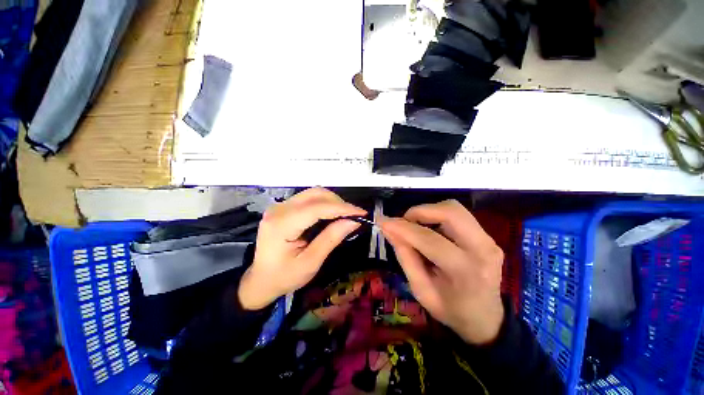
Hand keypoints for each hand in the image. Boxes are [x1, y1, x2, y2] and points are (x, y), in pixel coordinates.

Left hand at [239, 188, 365, 309]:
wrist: (261, 280)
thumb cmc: (284, 277)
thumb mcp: (310, 263)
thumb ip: (331, 239)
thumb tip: (353, 222)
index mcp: (281, 225)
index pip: (317, 208)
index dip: (342, 208)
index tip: (362, 213)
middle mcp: (279, 209)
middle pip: (315, 194)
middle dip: (339, 203)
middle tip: (354, 216)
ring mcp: (280, 206)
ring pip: (313, 193)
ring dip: (333, 201)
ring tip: (346, 215)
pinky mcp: (284, 207)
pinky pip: (309, 199)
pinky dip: (325, 203)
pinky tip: (333, 214)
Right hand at [380, 200, 504, 344]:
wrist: (485, 317)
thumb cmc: (449, 308)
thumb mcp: (420, 289)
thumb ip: (404, 256)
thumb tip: (388, 228)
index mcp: (464, 271)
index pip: (429, 239)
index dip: (402, 227)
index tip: (382, 221)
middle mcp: (482, 249)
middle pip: (450, 212)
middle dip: (420, 211)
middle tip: (404, 222)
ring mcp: (489, 240)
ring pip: (454, 209)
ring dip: (429, 212)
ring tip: (416, 227)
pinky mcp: (487, 236)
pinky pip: (458, 215)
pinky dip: (438, 216)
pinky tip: (431, 230)